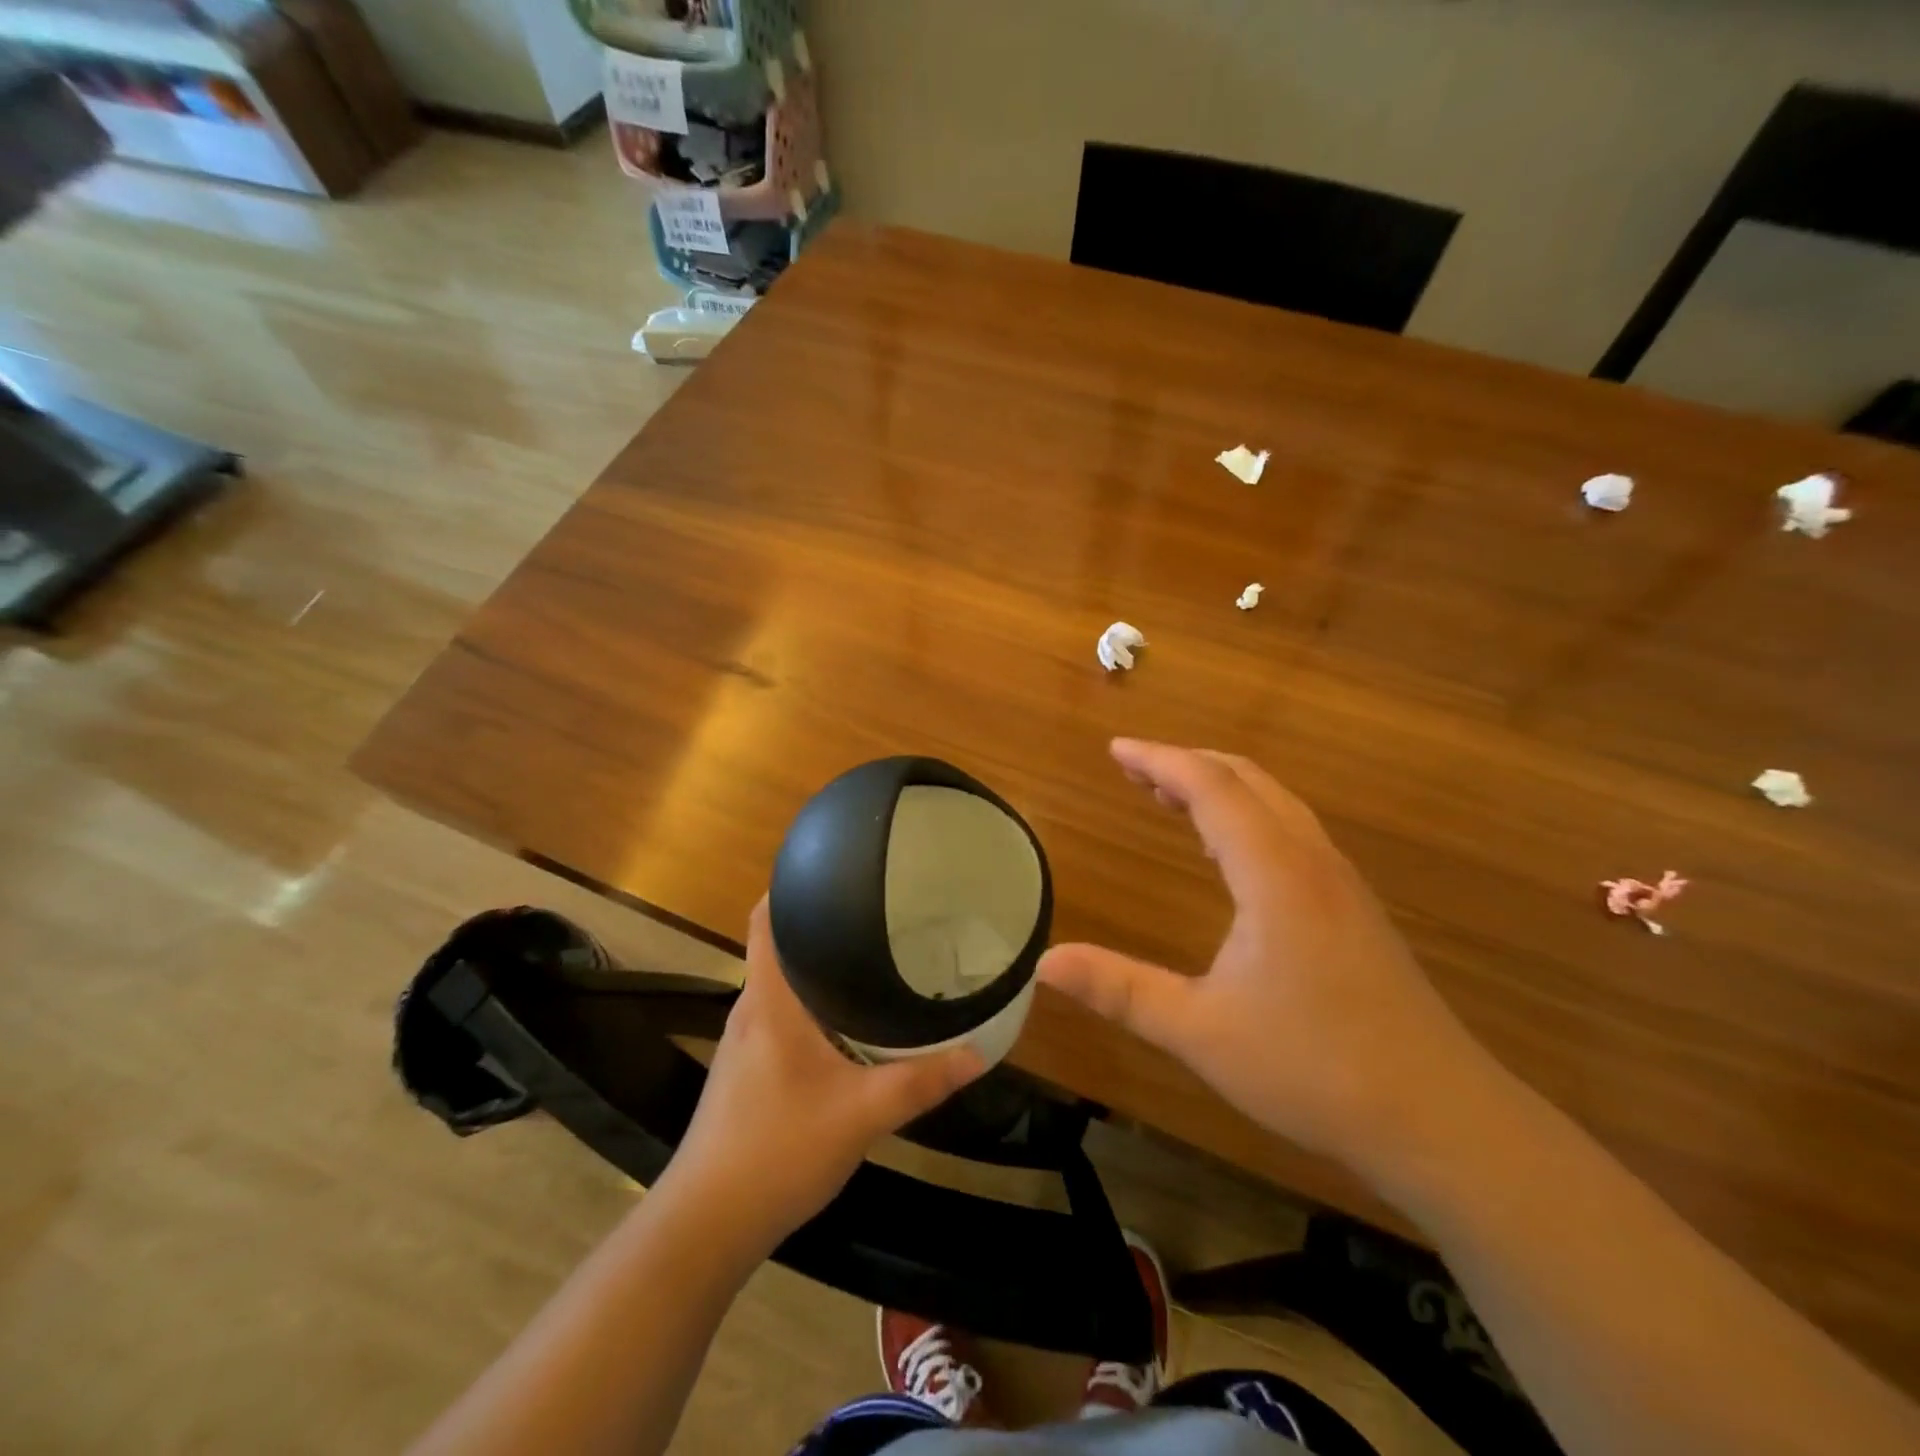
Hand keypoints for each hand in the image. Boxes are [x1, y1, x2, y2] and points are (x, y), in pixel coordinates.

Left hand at [667, 899, 985, 1251]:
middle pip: (781, 947)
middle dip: (822, 926)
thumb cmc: (777, 1150)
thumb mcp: (860, 1115)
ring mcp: (745, 1043)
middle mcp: (752, 1010)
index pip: (766, 920)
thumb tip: (978, 1054)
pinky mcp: (747, 1071)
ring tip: (871, 958)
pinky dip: (813, 1005)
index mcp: (770, 1001)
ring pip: (784, 985)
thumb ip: (920, 1083)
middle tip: (878, 913)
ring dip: (819, 969)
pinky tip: (848, 1023)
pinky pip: (783, 1016)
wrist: (706, 1225)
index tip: (835, 869)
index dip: (790, 886)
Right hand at [1039, 740, 1497, 1171]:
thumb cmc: (1314, 1069)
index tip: (1116, 750)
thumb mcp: (1200, 1032)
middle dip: (1187, 764)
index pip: (1211, 788)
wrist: (1441, 1120)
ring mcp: (1341, 883)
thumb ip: (1120, 991)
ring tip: (1171, 797)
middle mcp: (1311, 861)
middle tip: (1135, 768)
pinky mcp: (1355, 909)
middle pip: (1247, 780)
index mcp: (1274, 873)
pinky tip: (1230, 854)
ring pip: (1275, 803)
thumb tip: (1045, 962)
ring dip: (1220, 788)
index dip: (1160, 761)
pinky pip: (1291, 831)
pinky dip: (1248, 816)